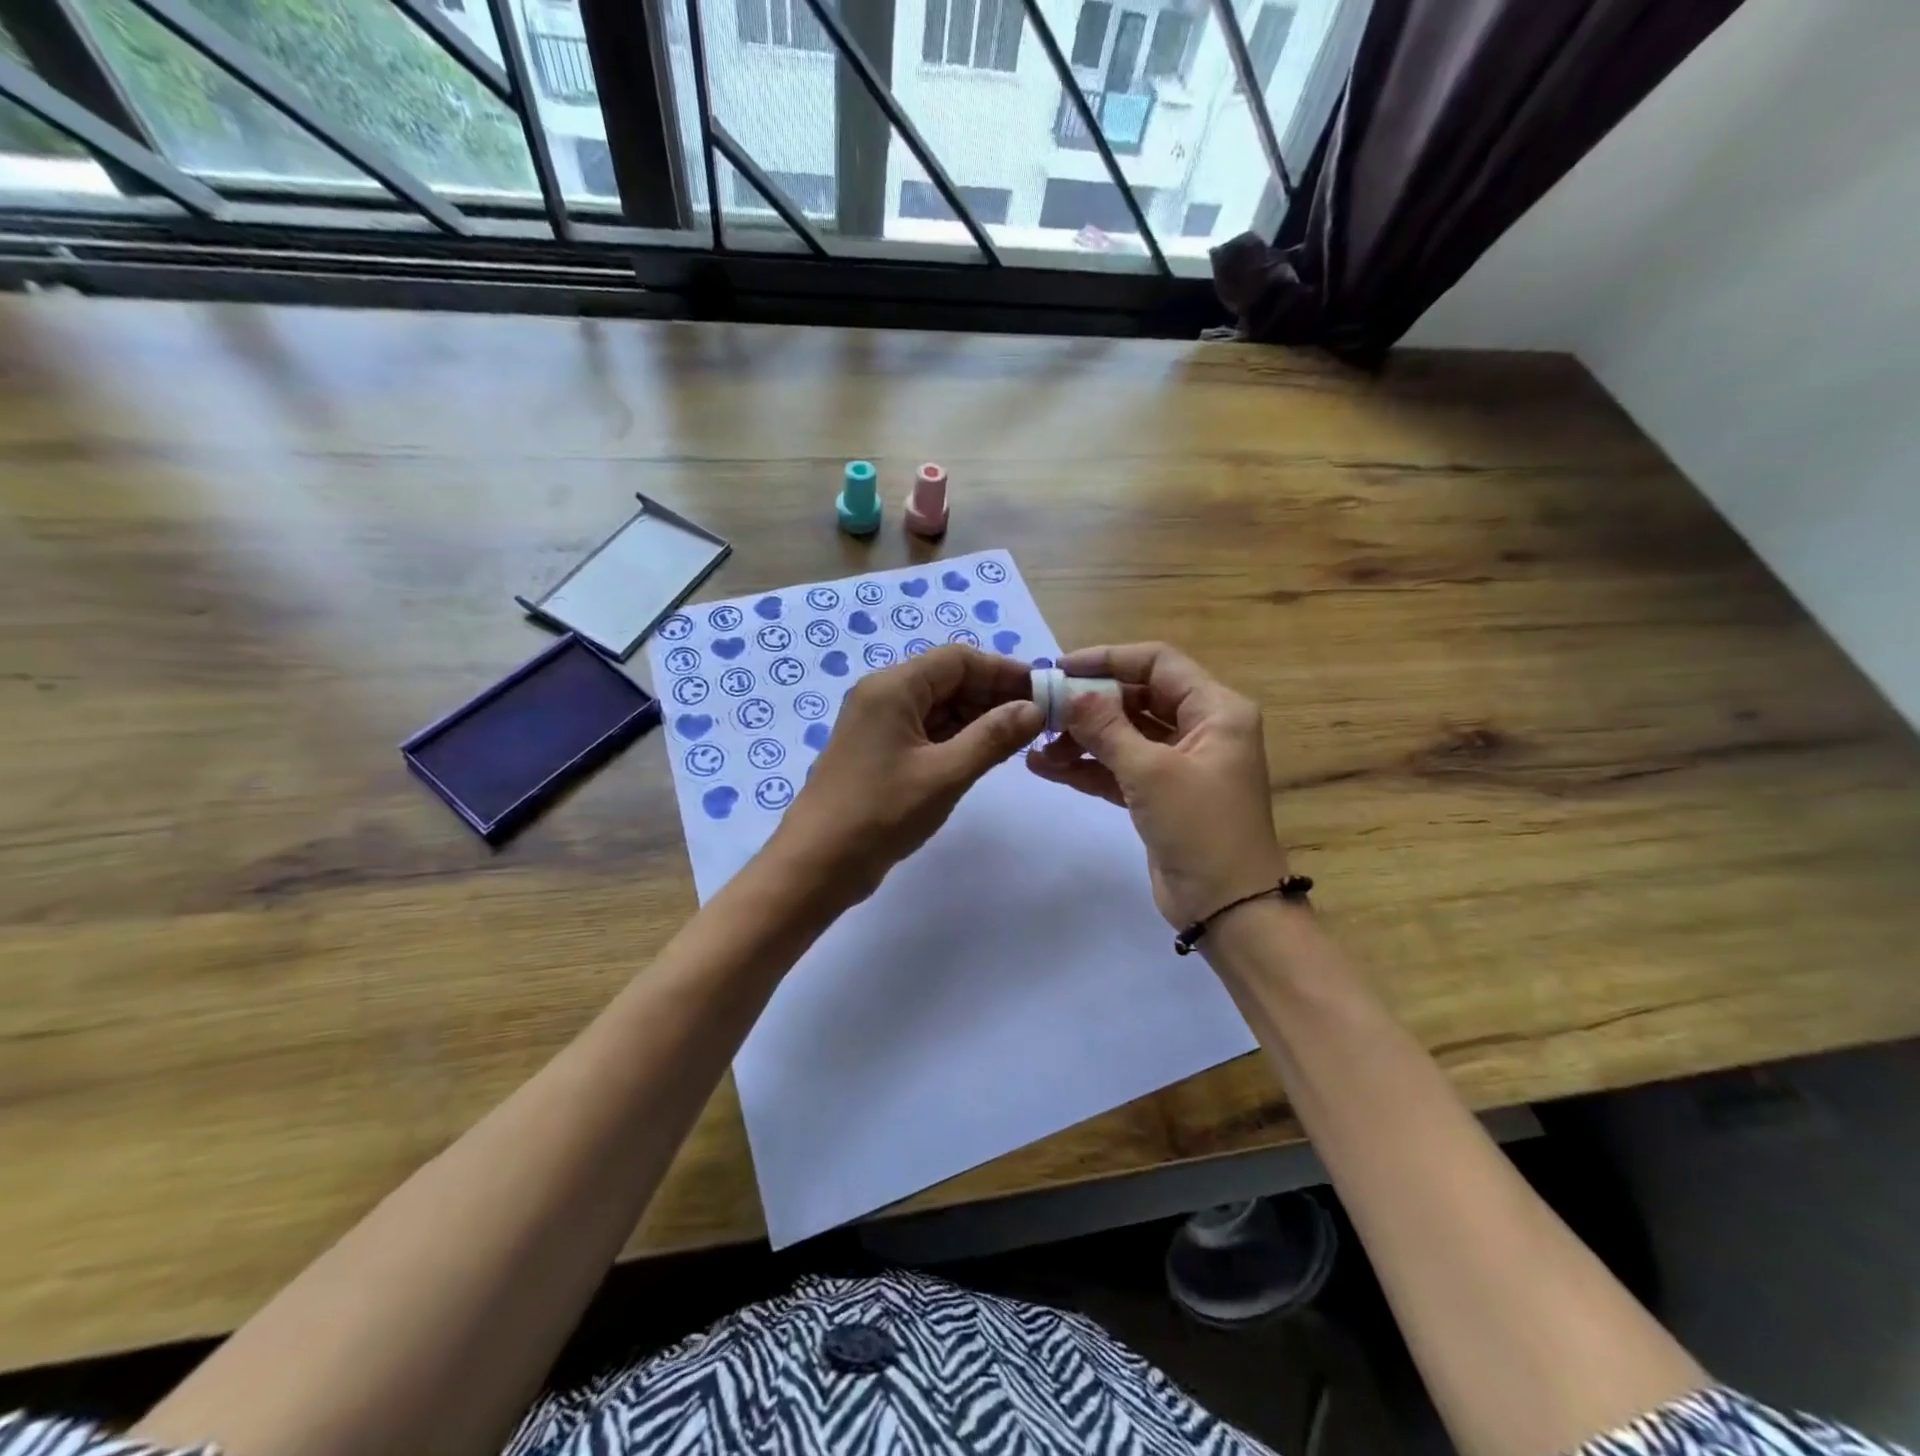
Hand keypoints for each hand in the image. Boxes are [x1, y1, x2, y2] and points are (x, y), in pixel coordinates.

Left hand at [774, 646, 1042, 904]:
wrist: (816, 865)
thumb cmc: (881, 814)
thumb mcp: (945, 774)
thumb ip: (994, 737)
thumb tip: (1035, 708)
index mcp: (893, 687)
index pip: (959, 659)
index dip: (1004, 671)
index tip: (1044, 692)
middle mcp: (884, 695)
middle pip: (949, 679)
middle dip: (994, 695)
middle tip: (1039, 719)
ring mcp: (879, 724)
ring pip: (939, 706)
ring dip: (979, 717)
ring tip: (1021, 738)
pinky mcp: (880, 751)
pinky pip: (926, 730)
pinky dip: (958, 737)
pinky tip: (987, 753)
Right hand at [1025, 642, 1286, 927]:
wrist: (1228, 909)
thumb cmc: (1201, 828)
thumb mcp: (1151, 772)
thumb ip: (1107, 728)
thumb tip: (1070, 694)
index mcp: (1216, 710)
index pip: (1158, 663)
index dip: (1108, 659)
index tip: (1061, 669)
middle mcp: (1201, 728)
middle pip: (1137, 698)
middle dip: (1089, 705)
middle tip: (1043, 711)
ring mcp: (1179, 763)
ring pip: (1124, 735)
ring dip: (1082, 739)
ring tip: (1037, 748)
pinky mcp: (1160, 795)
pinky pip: (1119, 768)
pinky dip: (1087, 767)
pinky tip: (1047, 768)